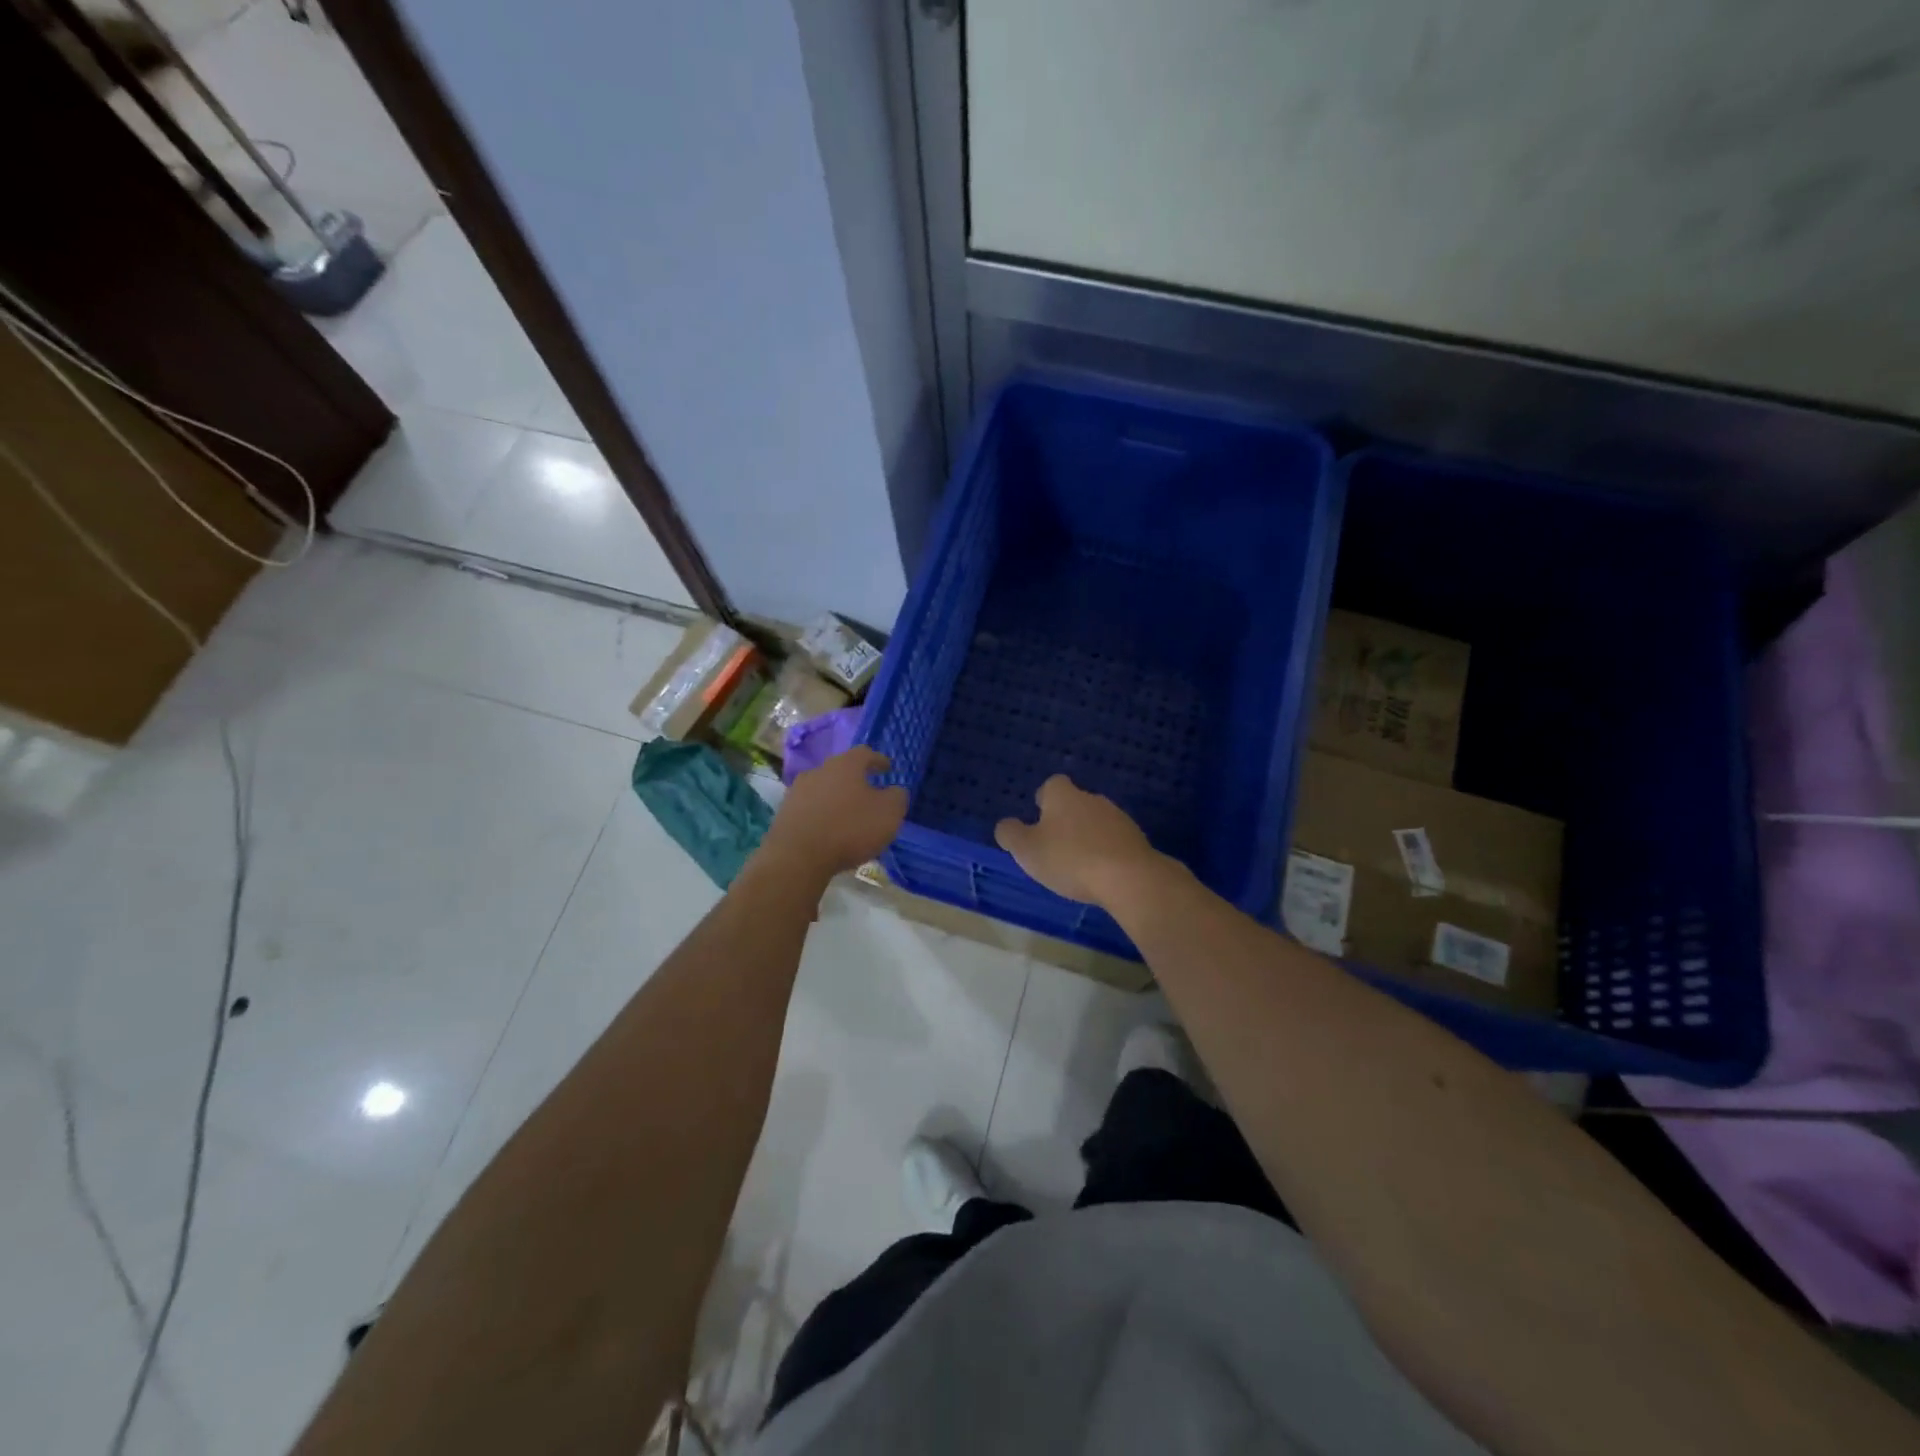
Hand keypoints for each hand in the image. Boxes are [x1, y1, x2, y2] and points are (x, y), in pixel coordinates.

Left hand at [760, 746, 907, 878]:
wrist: (797, 856)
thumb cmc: (850, 829)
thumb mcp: (889, 814)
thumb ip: (897, 797)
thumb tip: (895, 790)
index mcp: (846, 765)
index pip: (865, 753)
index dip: (878, 760)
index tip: (888, 768)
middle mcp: (819, 770)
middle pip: (841, 770)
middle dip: (856, 780)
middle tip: (868, 794)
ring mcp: (798, 791)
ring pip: (824, 789)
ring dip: (837, 798)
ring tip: (848, 815)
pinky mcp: (785, 813)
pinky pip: (810, 809)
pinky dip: (822, 815)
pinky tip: (829, 830)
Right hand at [994, 774, 1167, 907]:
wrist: (1128, 877)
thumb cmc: (1069, 859)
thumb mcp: (1027, 850)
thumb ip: (1011, 834)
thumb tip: (1006, 825)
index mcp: (1063, 795)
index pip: (1051, 786)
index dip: (1043, 801)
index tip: (1037, 821)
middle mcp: (1091, 798)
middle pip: (1075, 803)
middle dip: (1065, 820)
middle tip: (1053, 846)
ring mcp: (1118, 817)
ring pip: (1096, 822)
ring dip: (1087, 837)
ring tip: (1077, 864)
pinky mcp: (1137, 839)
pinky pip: (1114, 841)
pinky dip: (1106, 852)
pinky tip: (1101, 874)